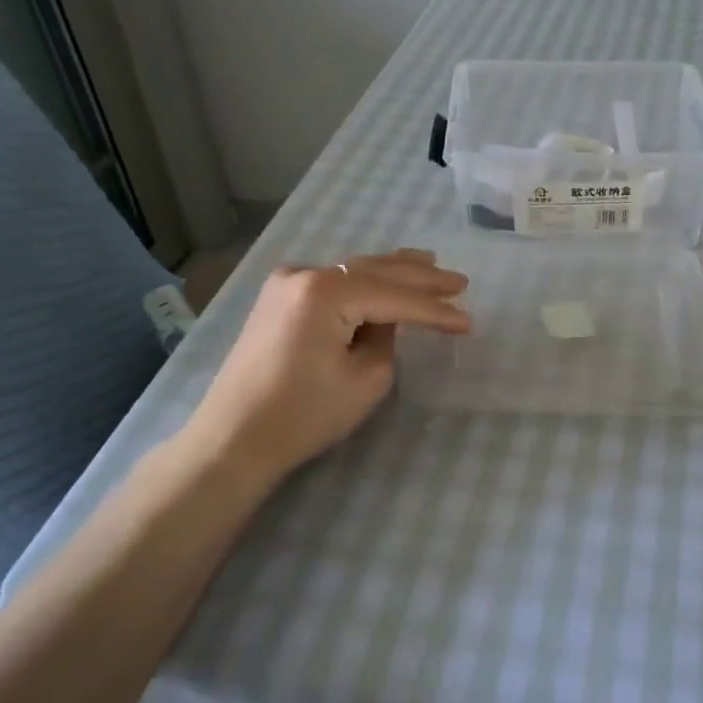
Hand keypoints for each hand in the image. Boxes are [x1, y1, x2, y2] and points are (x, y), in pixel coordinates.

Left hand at [181, 249, 469, 483]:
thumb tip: (384, 321)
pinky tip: (386, 277)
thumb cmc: (303, 415)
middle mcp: (305, 274)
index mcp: (325, 292)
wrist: (233, 439)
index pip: (395, 297)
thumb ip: (386, 340)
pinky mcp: (278, 298)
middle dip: (420, 277)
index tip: (468, 322)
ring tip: (431, 263)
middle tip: (459, 281)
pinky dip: (364, 280)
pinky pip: (333, 281)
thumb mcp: (365, 379)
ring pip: (354, 270)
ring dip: (394, 270)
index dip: (435, 311)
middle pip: (376, 270)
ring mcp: (287, 283)